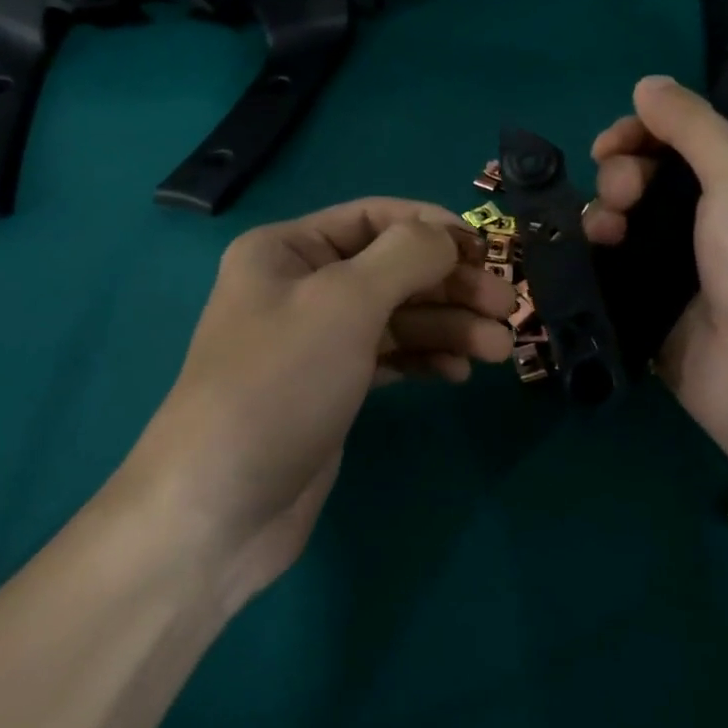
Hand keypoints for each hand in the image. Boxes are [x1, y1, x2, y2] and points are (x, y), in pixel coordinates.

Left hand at [123, 198, 515, 612]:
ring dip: (449, 326)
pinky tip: (458, 373)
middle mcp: (300, 286)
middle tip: (508, 308)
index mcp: (287, 250)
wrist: (219, 508)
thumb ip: (406, 257)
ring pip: (397, 316)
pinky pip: (389, 357)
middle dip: (451, 284)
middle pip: (392, 269)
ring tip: (498, 349)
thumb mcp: (345, 303)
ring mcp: (317, 340)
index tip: (487, 251)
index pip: (374, 218)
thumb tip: (448, 235)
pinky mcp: (332, 387)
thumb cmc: (280, 384)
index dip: (433, 228)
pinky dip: (425, 358)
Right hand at [583, 76, 727, 487]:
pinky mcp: (658, 305)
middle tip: (622, 193)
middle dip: (624, 173)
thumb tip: (647, 83)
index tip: (611, 143)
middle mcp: (723, 221)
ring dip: (606, 211)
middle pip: (653, 176)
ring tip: (605, 229)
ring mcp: (688, 266)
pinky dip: (602, 251)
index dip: (646, 131)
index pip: (689, 140)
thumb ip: (692, 125)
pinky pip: (619, 263)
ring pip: (629, 219)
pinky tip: (594, 252)